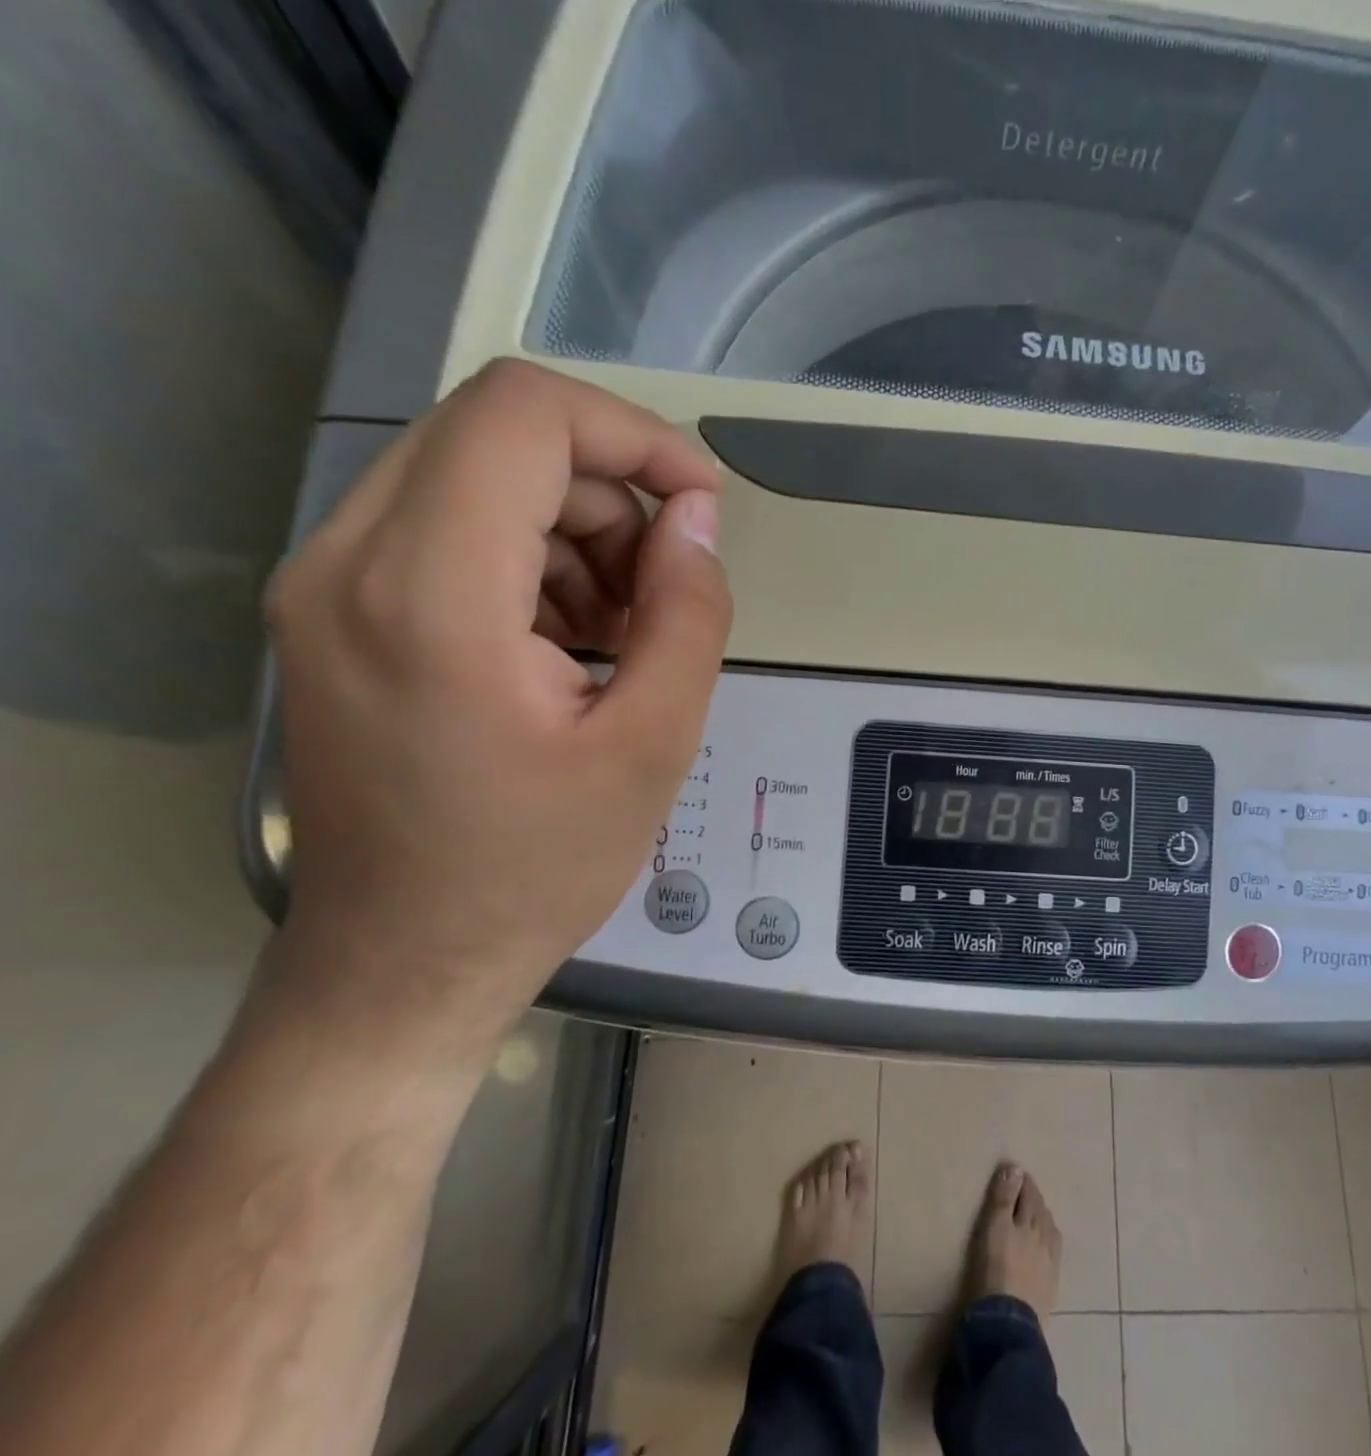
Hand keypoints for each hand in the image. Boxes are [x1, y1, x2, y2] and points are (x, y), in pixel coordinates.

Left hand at [261, 360, 730, 1055]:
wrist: (405, 962)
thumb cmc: (537, 866)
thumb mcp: (654, 743)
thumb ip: (689, 613)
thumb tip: (697, 519)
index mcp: (431, 591)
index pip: (524, 415)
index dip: (634, 435)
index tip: (703, 503)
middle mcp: (349, 561)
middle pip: (498, 438)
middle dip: (610, 495)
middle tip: (668, 589)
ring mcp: (327, 585)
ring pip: (473, 479)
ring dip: (574, 531)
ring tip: (625, 631)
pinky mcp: (334, 615)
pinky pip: (445, 532)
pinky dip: (529, 560)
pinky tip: (571, 644)